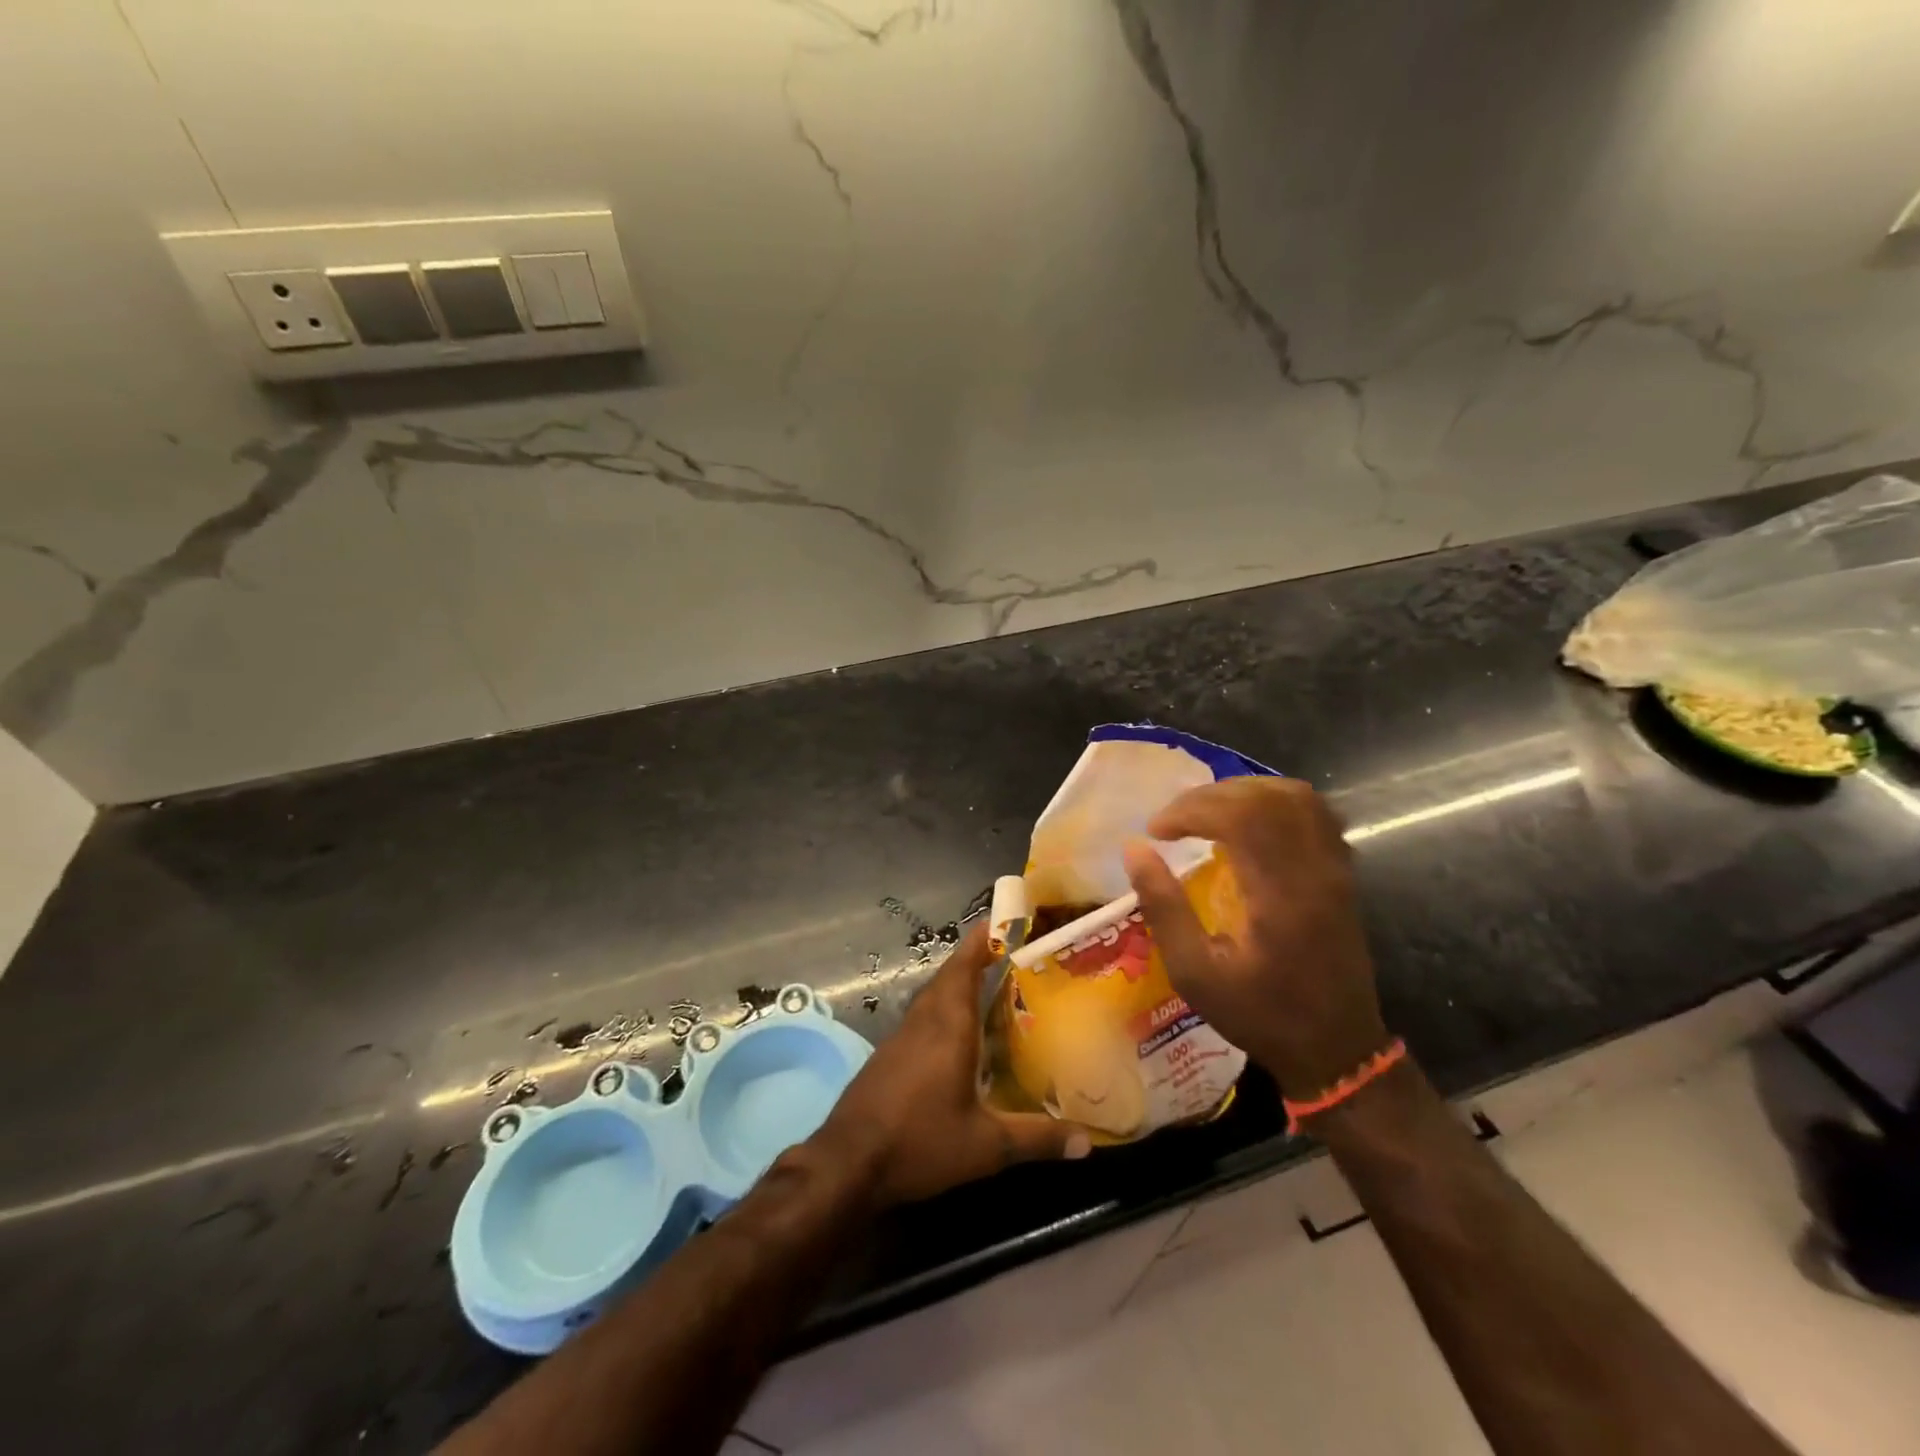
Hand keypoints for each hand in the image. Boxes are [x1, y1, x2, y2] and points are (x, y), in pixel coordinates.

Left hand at [815, 921, 1091, 1206]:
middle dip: (976, 958)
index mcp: (949, 1025)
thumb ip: (1037, 1138)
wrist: (848, 1163)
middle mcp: (924, 1020)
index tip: (1003, 918)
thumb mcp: (986, 1146)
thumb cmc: (920, 1141)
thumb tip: (1088, 1142)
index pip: (965, 965)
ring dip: (959, 984)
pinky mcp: (888, 1056)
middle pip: (950, 975)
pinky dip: (945, 1011)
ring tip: (991, 987)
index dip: (982, 939)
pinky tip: (960, 1035)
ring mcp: (901, 1037)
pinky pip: (923, 1018)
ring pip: (934, 996)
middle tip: (1009, 953)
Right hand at [1121, 777, 1388, 1098]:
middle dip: (1209, 797)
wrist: (1337, 1048)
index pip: (1239, 816)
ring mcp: (1335, 868)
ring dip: (1243, 793)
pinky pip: (1314, 813)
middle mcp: (1313, 871)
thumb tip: (1134, 850)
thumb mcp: (1195, 974)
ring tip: (1206, 814)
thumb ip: (1164, 908)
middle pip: (1264, 798)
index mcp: (1278, 895)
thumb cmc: (1260, 1014)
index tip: (1157, 830)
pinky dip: (1274, 802)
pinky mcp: (1342, 872)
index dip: (1190, 809)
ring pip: (1295, 796)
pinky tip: (1247, 821)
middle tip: (1174, 821)